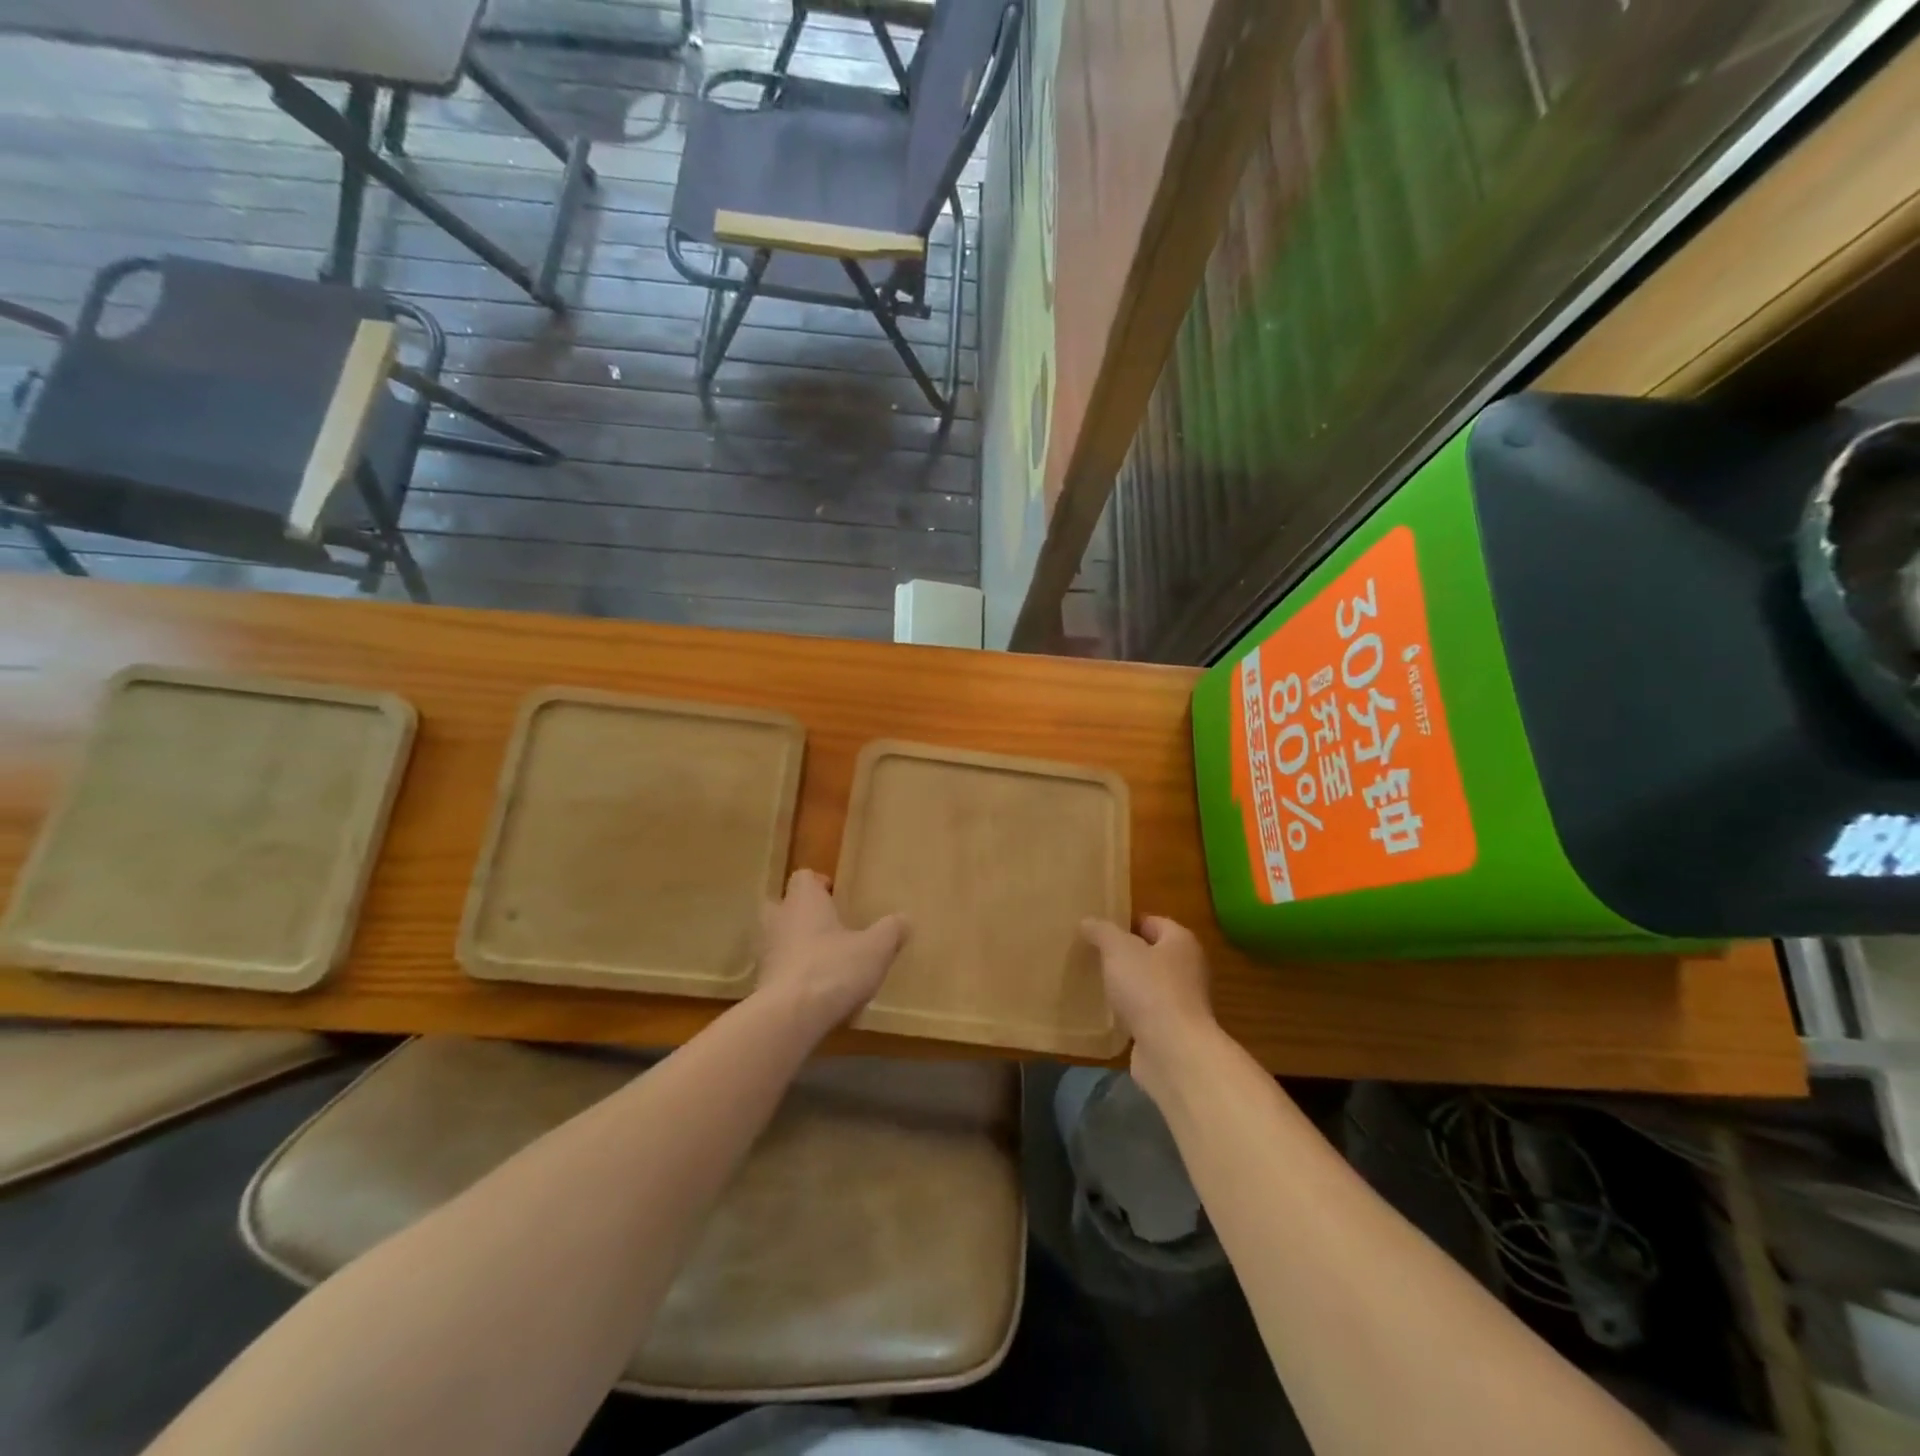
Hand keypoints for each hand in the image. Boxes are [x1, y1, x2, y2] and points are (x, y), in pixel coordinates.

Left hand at [756, 870, 905, 1035]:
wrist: (790, 1017)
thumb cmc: (833, 968)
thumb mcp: (875, 949)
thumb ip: (890, 930)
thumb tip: (904, 918)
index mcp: (804, 901)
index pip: (803, 877)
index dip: (819, 883)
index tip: (836, 895)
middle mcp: (778, 920)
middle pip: (781, 905)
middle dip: (800, 913)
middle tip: (827, 925)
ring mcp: (764, 953)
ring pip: (777, 939)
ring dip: (795, 945)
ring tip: (824, 960)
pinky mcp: (760, 984)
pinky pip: (777, 970)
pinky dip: (792, 975)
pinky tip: (815, 991)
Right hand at [1080, 915, 1218, 1095]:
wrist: (1172, 1051)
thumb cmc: (1149, 989)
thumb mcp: (1118, 949)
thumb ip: (1101, 931)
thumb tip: (1087, 921)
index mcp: (1181, 942)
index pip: (1152, 922)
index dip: (1126, 922)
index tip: (1098, 929)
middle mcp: (1188, 969)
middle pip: (1151, 954)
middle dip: (1123, 955)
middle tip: (1092, 954)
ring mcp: (1182, 1003)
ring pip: (1148, 985)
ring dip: (1126, 985)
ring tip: (1095, 982)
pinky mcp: (1171, 1031)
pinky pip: (1145, 1013)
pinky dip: (1129, 1012)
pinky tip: (1106, 1013)